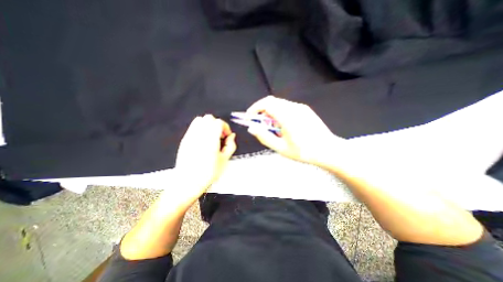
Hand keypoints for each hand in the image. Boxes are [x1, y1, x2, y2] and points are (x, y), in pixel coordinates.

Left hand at [174, 113, 236, 200]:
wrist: (188, 182)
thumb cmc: (208, 173)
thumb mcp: (224, 160)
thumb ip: (231, 145)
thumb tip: (232, 136)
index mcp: (210, 140)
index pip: (218, 122)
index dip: (225, 127)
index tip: (227, 136)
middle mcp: (199, 135)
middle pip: (209, 118)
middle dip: (217, 124)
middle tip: (220, 135)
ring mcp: (190, 136)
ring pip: (200, 120)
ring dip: (208, 125)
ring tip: (212, 136)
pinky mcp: (185, 140)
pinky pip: (193, 127)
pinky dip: (200, 129)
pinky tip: (203, 140)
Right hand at [246, 96, 343, 166]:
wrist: (328, 150)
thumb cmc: (304, 151)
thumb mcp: (281, 148)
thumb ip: (264, 137)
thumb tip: (252, 128)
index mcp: (287, 116)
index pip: (266, 104)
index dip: (254, 108)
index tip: (249, 117)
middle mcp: (293, 107)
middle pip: (272, 102)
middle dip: (261, 111)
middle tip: (259, 124)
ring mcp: (300, 107)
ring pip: (279, 104)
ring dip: (270, 112)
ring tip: (271, 127)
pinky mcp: (305, 109)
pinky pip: (287, 107)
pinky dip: (279, 112)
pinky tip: (283, 125)